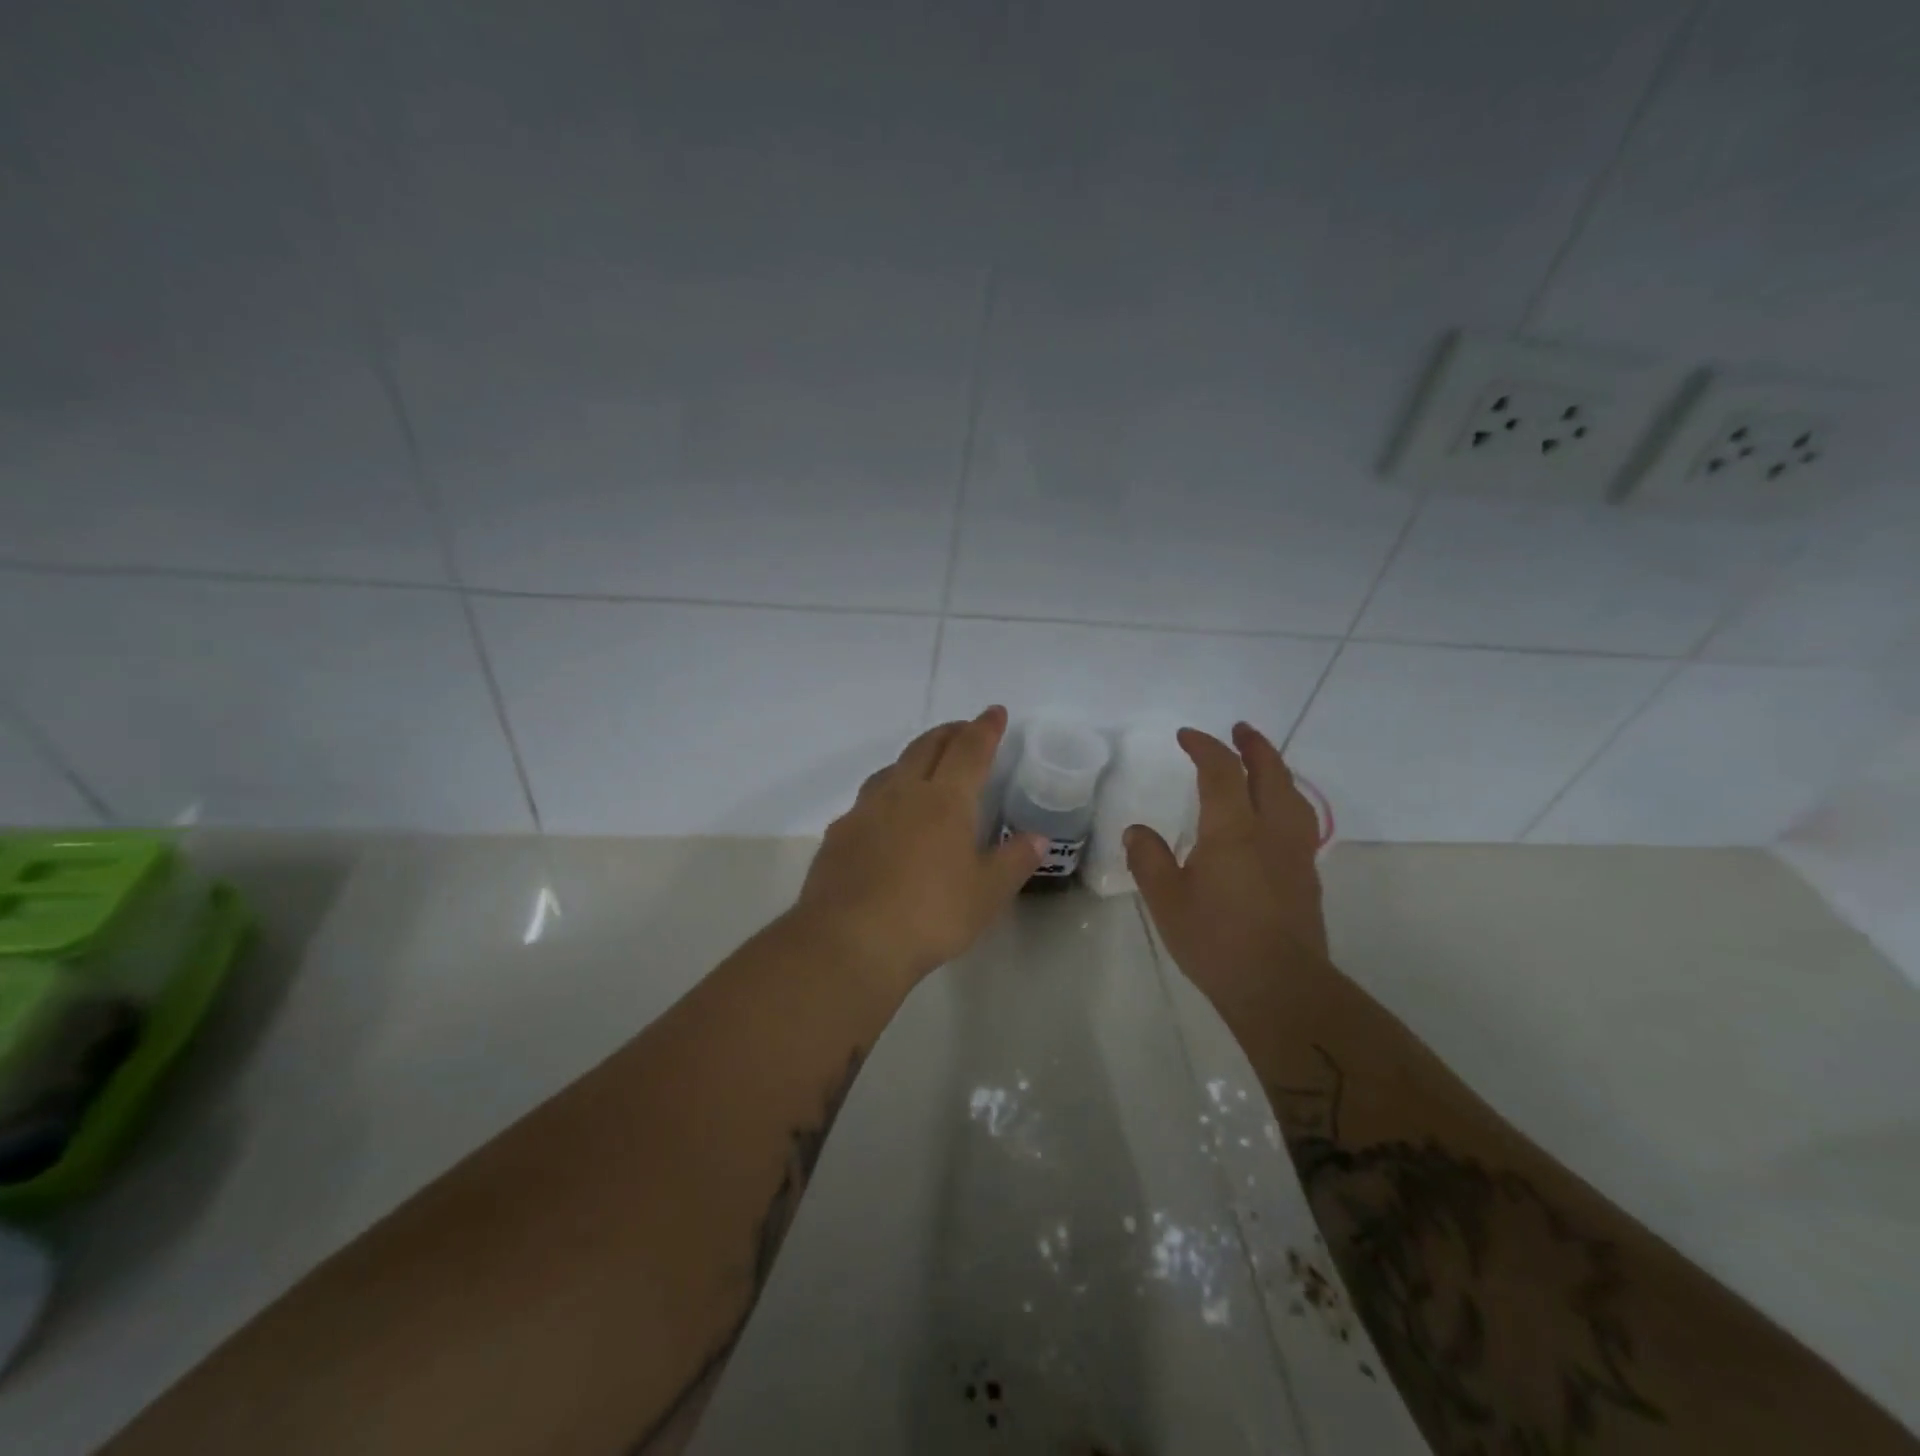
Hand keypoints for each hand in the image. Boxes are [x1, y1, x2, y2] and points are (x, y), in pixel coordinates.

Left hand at [795, 705, 1044, 987]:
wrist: (850, 941)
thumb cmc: (930, 915)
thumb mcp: (986, 894)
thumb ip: (1014, 861)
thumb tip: (1037, 837)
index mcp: (945, 800)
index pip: (970, 750)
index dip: (985, 728)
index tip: (994, 712)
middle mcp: (902, 793)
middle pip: (926, 747)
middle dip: (949, 733)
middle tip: (963, 729)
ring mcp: (865, 811)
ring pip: (891, 769)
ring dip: (913, 758)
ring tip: (923, 766)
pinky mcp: (839, 834)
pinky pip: (867, 800)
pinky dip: (885, 794)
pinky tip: (884, 817)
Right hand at [1124, 723, 1328, 1008]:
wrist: (1280, 987)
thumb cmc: (1216, 941)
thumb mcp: (1166, 900)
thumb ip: (1149, 859)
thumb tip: (1137, 832)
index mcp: (1233, 829)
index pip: (1222, 771)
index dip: (1205, 747)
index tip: (1186, 736)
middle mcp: (1270, 831)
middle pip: (1270, 773)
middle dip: (1254, 746)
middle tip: (1240, 729)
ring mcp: (1295, 853)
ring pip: (1292, 795)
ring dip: (1276, 769)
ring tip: (1262, 763)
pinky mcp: (1306, 876)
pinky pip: (1298, 819)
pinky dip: (1285, 799)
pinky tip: (1275, 815)